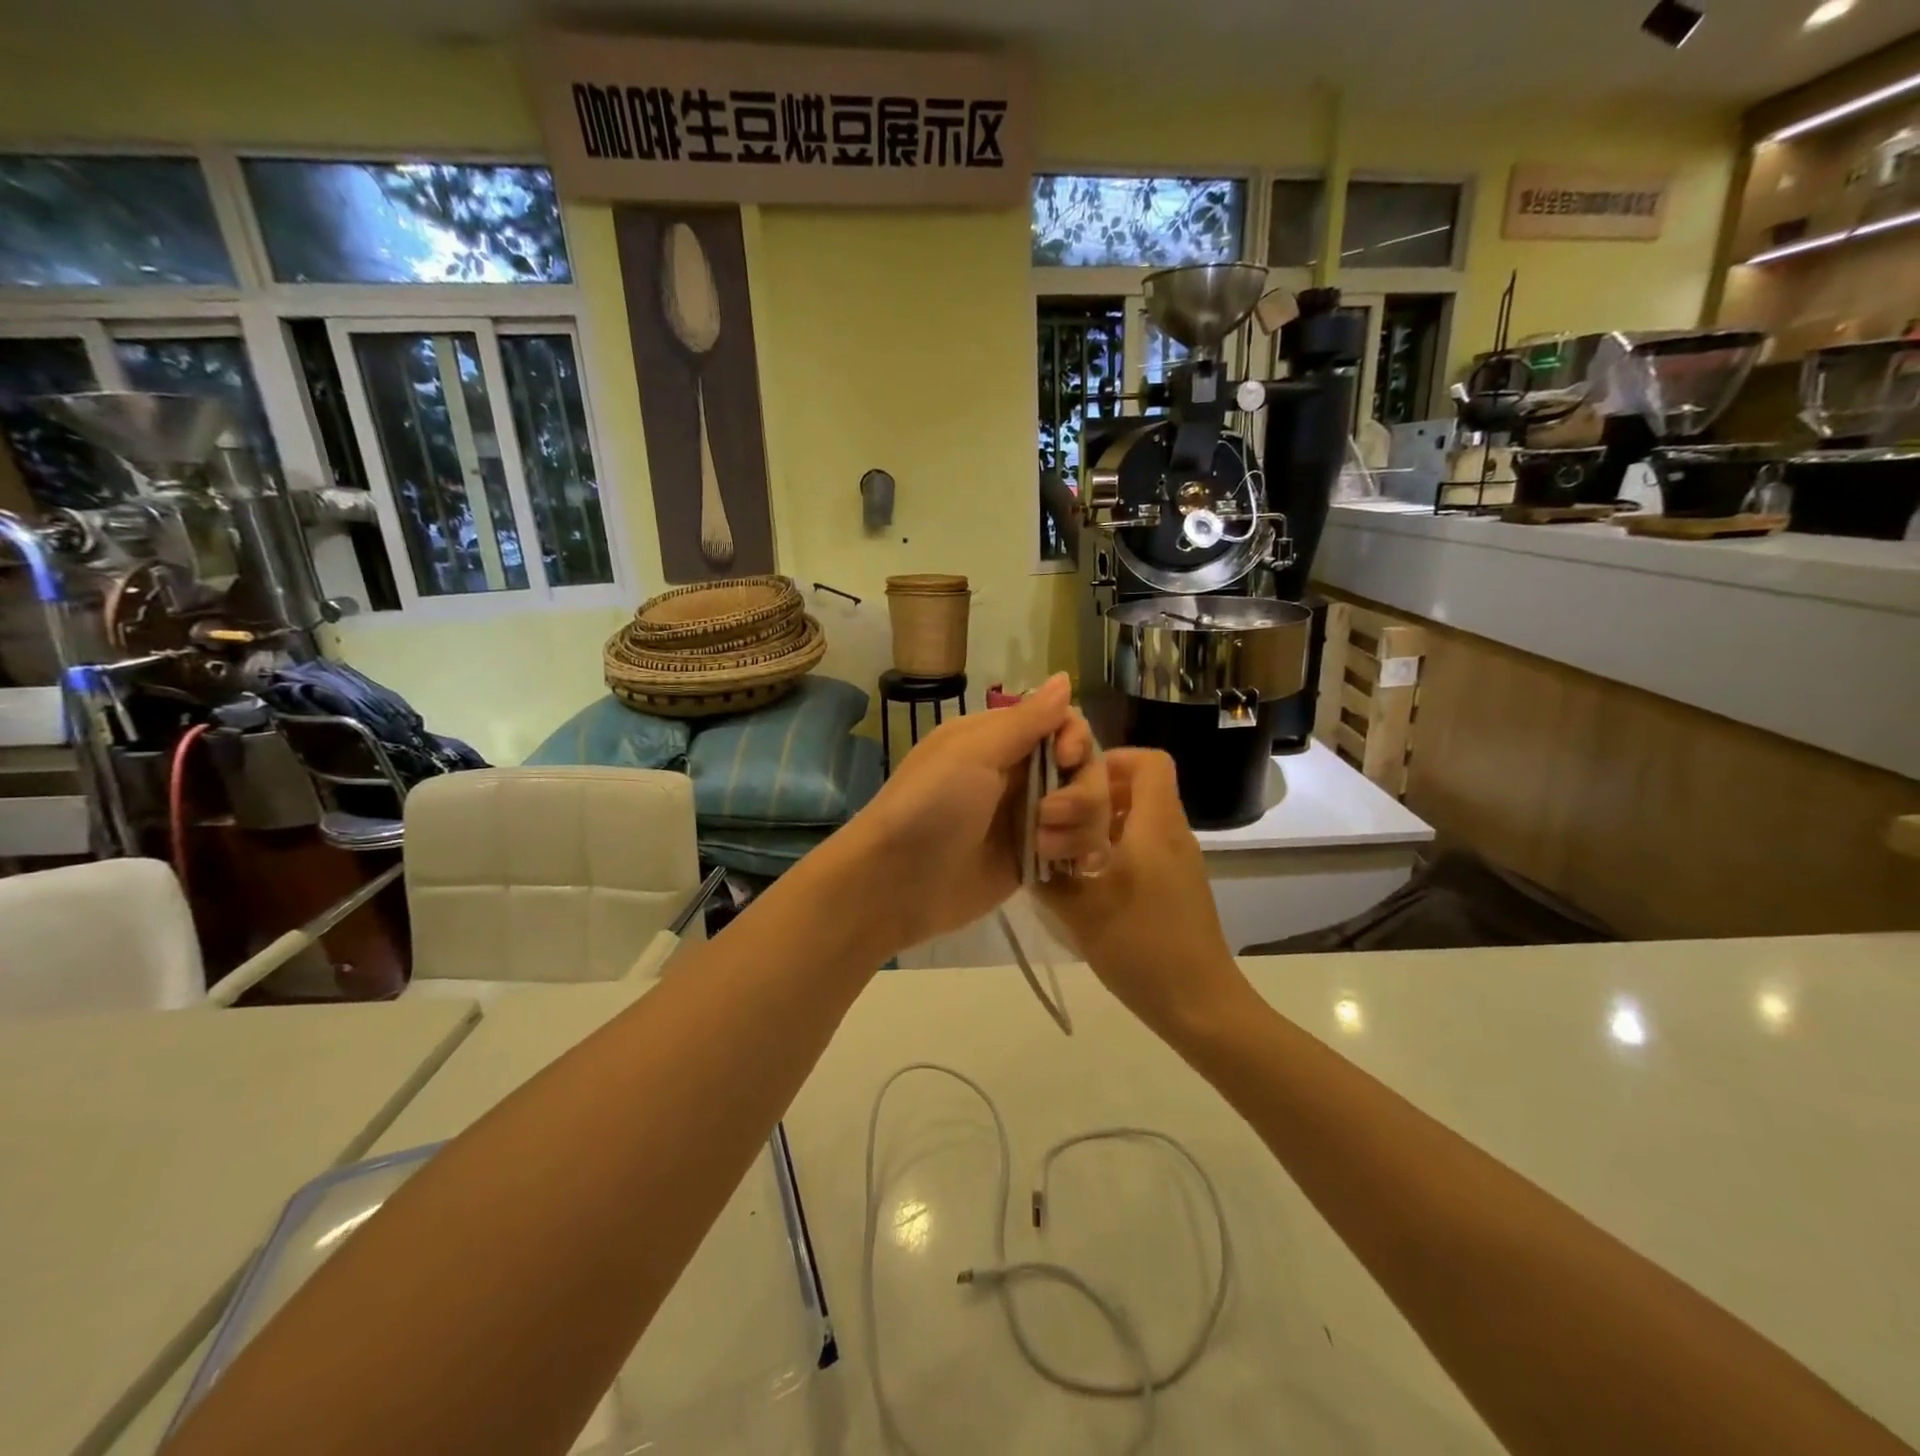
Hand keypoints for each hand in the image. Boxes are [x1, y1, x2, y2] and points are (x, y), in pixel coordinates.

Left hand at [841, 674, 1109, 955]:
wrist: (896, 882)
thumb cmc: (930, 806)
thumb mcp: (973, 752)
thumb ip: (1027, 720)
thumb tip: (1064, 677)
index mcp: (1003, 740)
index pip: (1065, 723)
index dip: (1077, 739)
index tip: (1065, 759)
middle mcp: (1022, 775)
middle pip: (1086, 768)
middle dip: (1081, 792)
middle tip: (1048, 816)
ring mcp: (1030, 820)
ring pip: (1089, 810)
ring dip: (1079, 827)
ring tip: (1043, 848)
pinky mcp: (1035, 860)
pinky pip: (1080, 848)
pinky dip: (1082, 853)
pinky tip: (1071, 865)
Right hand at [1035, 749, 1254, 1042]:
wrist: (1200, 1004)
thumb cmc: (1142, 947)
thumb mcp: (1081, 910)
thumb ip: (1048, 875)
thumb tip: (1026, 849)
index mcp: (1155, 826)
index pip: (1149, 761)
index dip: (1111, 759)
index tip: (1073, 782)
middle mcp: (1173, 834)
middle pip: (1141, 787)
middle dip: (1096, 794)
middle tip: (1059, 820)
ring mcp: (1179, 861)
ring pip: (1141, 818)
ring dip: (1103, 825)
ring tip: (1066, 853)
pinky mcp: (1178, 886)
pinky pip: (1146, 847)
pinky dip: (1116, 850)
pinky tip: (1087, 882)